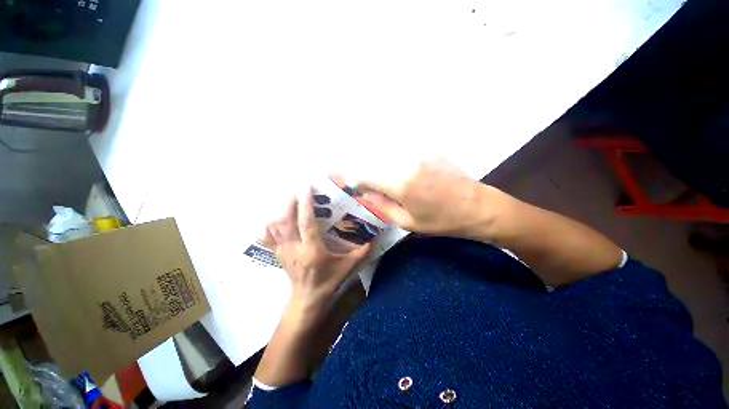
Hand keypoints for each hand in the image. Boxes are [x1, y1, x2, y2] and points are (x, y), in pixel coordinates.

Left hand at [263, 188, 370, 316]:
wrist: (307, 300)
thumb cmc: (328, 282)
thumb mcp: (347, 267)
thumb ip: (361, 253)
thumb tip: (374, 239)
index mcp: (312, 249)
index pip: (306, 222)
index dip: (305, 203)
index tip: (307, 187)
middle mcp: (294, 247)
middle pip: (286, 219)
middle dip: (290, 201)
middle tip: (298, 190)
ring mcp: (283, 251)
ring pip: (274, 226)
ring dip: (281, 210)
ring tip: (290, 201)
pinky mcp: (278, 254)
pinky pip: (268, 236)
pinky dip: (270, 225)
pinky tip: (275, 218)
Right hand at [353, 158, 508, 238]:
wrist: (478, 206)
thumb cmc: (442, 220)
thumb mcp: (407, 221)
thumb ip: (381, 205)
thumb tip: (366, 193)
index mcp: (400, 183)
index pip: (365, 173)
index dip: (356, 179)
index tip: (356, 186)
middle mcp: (406, 161)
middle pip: (373, 160)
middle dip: (367, 173)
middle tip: (369, 185)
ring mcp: (419, 152)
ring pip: (387, 154)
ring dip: (380, 165)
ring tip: (386, 181)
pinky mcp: (428, 149)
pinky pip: (402, 151)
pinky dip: (395, 160)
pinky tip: (402, 173)